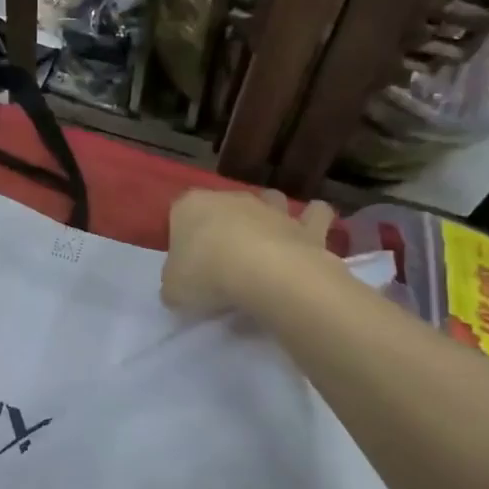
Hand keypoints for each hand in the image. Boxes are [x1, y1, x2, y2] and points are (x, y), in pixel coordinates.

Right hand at [161, 188, 334, 316]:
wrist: (266, 274)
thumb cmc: (208, 275)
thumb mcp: (173, 290)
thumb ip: (174, 285)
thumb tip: (181, 288)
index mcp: (190, 206)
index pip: (179, 215)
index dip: (182, 239)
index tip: (186, 265)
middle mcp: (230, 198)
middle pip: (222, 207)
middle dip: (223, 226)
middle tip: (222, 263)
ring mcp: (270, 208)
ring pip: (270, 199)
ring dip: (270, 215)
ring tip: (267, 245)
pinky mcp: (305, 225)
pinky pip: (315, 215)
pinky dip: (314, 221)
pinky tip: (310, 240)